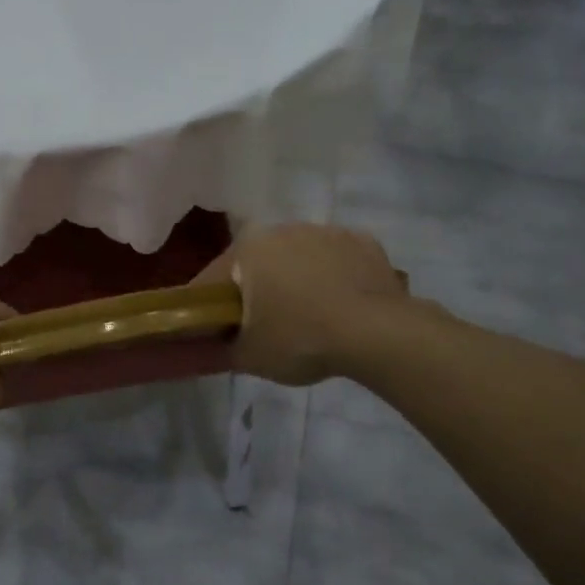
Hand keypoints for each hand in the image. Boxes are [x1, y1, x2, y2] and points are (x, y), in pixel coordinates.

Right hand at [195, 223, 408, 385]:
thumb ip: (219, 349)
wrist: (377, 333)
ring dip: (296, 280)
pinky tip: (342, 306)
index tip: (215, 330)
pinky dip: (335, 277)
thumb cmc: (300, 339)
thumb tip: (207, 348)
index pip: (213, 279)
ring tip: (308, 318)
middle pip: (258, 263)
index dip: (209, 306)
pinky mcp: (364, 242)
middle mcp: (283, 229)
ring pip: (299, 258)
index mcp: (248, 248)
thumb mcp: (249, 356)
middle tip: (263, 327)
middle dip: (256, 289)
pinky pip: (338, 260)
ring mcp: (327, 231)